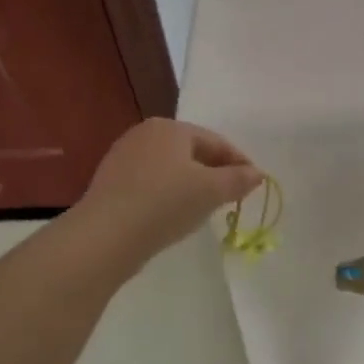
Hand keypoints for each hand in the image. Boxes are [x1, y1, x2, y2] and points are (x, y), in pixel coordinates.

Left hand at [78, 120, 263, 261]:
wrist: (106, 235)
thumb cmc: (165, 203)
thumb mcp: (211, 191)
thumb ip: (238, 179)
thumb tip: (257, 173)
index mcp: (170, 128)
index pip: (216, 141)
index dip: (240, 162)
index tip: (255, 184)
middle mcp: (144, 134)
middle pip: (192, 152)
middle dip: (215, 172)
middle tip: (233, 195)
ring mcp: (123, 158)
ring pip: (171, 169)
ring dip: (192, 185)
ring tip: (206, 208)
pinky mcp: (111, 183)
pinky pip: (151, 184)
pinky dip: (169, 195)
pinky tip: (174, 215)